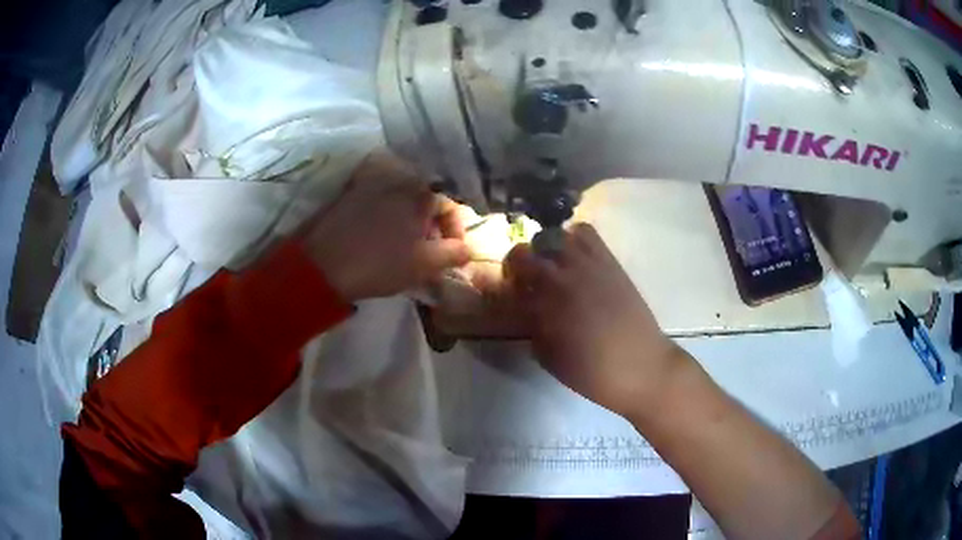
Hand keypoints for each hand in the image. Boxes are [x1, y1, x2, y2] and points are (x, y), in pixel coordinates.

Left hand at [303, 152, 470, 301]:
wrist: (323, 265)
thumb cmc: (380, 264)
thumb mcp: (425, 264)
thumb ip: (454, 254)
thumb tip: (466, 248)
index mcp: (420, 193)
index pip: (451, 205)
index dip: (456, 231)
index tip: (453, 253)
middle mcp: (398, 179)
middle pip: (427, 200)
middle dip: (433, 225)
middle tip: (429, 252)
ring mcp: (372, 183)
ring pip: (403, 199)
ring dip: (411, 221)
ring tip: (406, 246)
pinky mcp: (352, 192)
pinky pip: (381, 199)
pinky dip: (389, 215)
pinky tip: (383, 236)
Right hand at [504, 223, 691, 417]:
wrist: (642, 367)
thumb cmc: (593, 374)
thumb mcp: (551, 360)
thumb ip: (534, 331)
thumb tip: (529, 312)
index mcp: (542, 309)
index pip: (508, 286)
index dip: (501, 289)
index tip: (505, 297)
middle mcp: (560, 281)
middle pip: (522, 255)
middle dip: (515, 267)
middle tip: (523, 281)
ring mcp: (586, 266)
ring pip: (551, 237)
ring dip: (542, 249)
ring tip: (549, 265)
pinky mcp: (608, 261)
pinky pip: (585, 233)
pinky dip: (572, 238)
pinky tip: (575, 256)